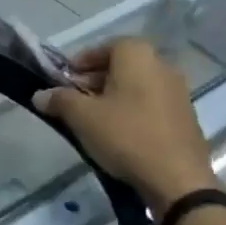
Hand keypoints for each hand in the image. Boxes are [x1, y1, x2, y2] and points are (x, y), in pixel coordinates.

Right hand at [33, 37, 216, 214]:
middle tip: (75, 99)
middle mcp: (163, 66)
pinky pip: (151, 103)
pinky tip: (118, 132)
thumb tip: (40, 95)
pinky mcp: (185, 116)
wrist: (176, 178)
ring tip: (93, 118)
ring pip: (137, 84)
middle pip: (123, 64)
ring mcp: (178, 92)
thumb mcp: (82, 117)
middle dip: (95, 78)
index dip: (82, 60)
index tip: (65, 79)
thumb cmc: (125, 136)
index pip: (106, 45)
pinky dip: (132, 109)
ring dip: (114, 95)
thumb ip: (59, 100)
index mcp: (138, 57)